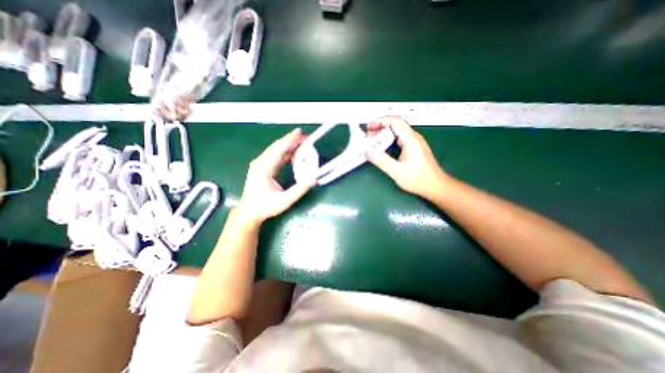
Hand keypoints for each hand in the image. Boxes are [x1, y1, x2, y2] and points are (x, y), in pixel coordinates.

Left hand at [235, 130, 314, 224]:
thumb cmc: (265, 207)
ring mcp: (260, 164)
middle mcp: (261, 162)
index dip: (289, 140)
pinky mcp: (262, 167)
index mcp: (264, 167)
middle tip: (306, 137)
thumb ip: (299, 190)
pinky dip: (285, 152)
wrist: (249, 212)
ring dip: (289, 145)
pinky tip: (294, 153)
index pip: (278, 149)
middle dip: (291, 140)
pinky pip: (275, 156)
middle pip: (277, 146)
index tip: (300, 132)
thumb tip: (314, 179)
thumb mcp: (284, 201)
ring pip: (276, 150)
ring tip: (302, 143)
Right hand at [366, 117, 448, 198]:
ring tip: (373, 138)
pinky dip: (389, 137)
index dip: (380, 121)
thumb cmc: (418, 179)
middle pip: (396, 123)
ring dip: (384, 131)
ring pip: (398, 130)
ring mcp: (415, 141)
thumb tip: (366, 150)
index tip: (369, 127)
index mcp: (411, 140)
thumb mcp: (396, 171)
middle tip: (368, 134)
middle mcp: (414, 137)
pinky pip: (400, 136)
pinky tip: (383, 144)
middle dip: (380, 125)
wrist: (436, 186)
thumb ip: (381, 160)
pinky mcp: (415, 147)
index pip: (395, 121)